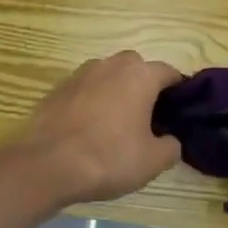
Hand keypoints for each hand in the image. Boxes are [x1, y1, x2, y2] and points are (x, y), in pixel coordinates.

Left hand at [5, 51, 183, 205]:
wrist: (48, 163)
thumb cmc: (108, 157)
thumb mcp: (152, 161)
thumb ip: (171, 146)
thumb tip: (170, 140)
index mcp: (140, 75)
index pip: (169, 72)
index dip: (178, 90)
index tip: (180, 111)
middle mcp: (111, 64)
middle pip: (137, 69)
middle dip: (145, 87)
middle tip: (149, 117)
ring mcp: (82, 73)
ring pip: (109, 76)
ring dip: (117, 91)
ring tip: (117, 123)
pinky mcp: (59, 86)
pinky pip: (86, 89)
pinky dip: (93, 101)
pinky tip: (90, 127)